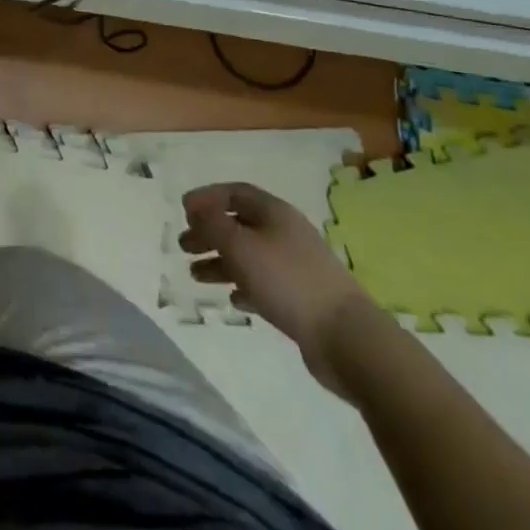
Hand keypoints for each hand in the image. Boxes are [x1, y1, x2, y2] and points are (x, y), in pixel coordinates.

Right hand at [179, 182, 371, 395]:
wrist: (346, 337)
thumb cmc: (287, 281)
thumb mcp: (241, 246)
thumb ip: (213, 224)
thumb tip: (197, 208)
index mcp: (274, 212)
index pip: (234, 192)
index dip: (207, 198)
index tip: (183, 211)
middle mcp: (285, 233)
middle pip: (239, 224)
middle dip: (209, 232)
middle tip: (184, 245)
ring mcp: (295, 266)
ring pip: (249, 255)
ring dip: (220, 261)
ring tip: (195, 275)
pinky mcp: (302, 298)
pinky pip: (264, 283)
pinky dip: (244, 286)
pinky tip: (232, 299)